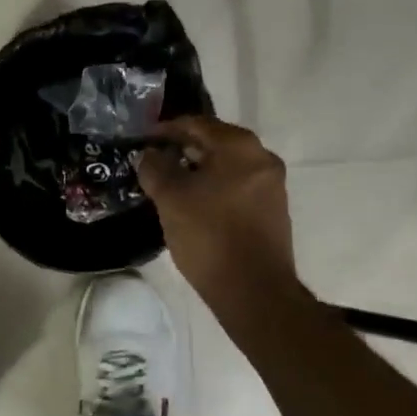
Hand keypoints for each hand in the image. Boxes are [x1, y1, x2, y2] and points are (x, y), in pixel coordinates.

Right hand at [137, 115, 304, 314]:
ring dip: (198, 169)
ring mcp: (272, 184)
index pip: (196, 123)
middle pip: (214, 142)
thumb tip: (150, 154)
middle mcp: (262, 157)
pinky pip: (237, 185)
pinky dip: (214, 186)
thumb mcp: (171, 198)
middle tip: (154, 161)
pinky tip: (194, 203)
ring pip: (226, 165)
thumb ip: (155, 168)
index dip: (166, 129)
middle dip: (182, 149)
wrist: (254, 291)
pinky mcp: (273, 209)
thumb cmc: (209, 235)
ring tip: (169, 184)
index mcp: (240, 146)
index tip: (143, 139)